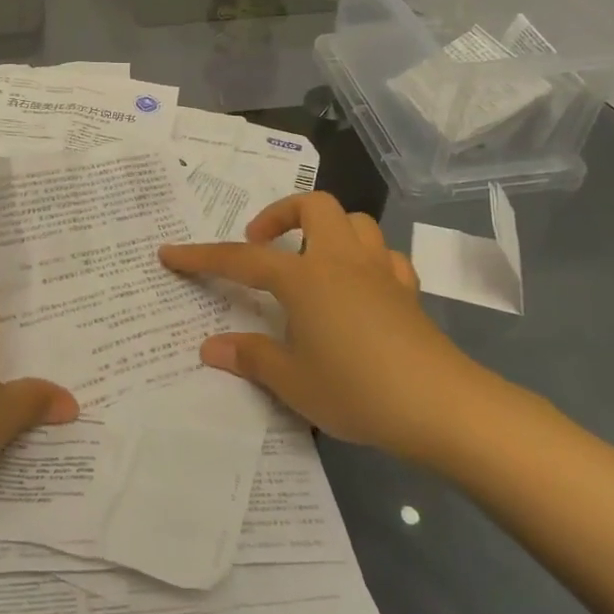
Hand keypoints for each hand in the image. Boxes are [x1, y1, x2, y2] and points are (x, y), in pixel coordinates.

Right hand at [160, 192, 485, 462]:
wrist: (442, 407)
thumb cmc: (356, 389)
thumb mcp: (292, 381)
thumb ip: (250, 357)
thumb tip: (211, 347)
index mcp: (304, 277)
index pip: (242, 259)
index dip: (202, 256)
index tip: (170, 253)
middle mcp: (340, 261)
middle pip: (313, 206)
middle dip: (281, 214)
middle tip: (262, 246)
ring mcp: (380, 272)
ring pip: (354, 222)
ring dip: (325, 229)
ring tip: (308, 261)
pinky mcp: (408, 291)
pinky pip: (384, 256)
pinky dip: (365, 259)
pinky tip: (356, 286)